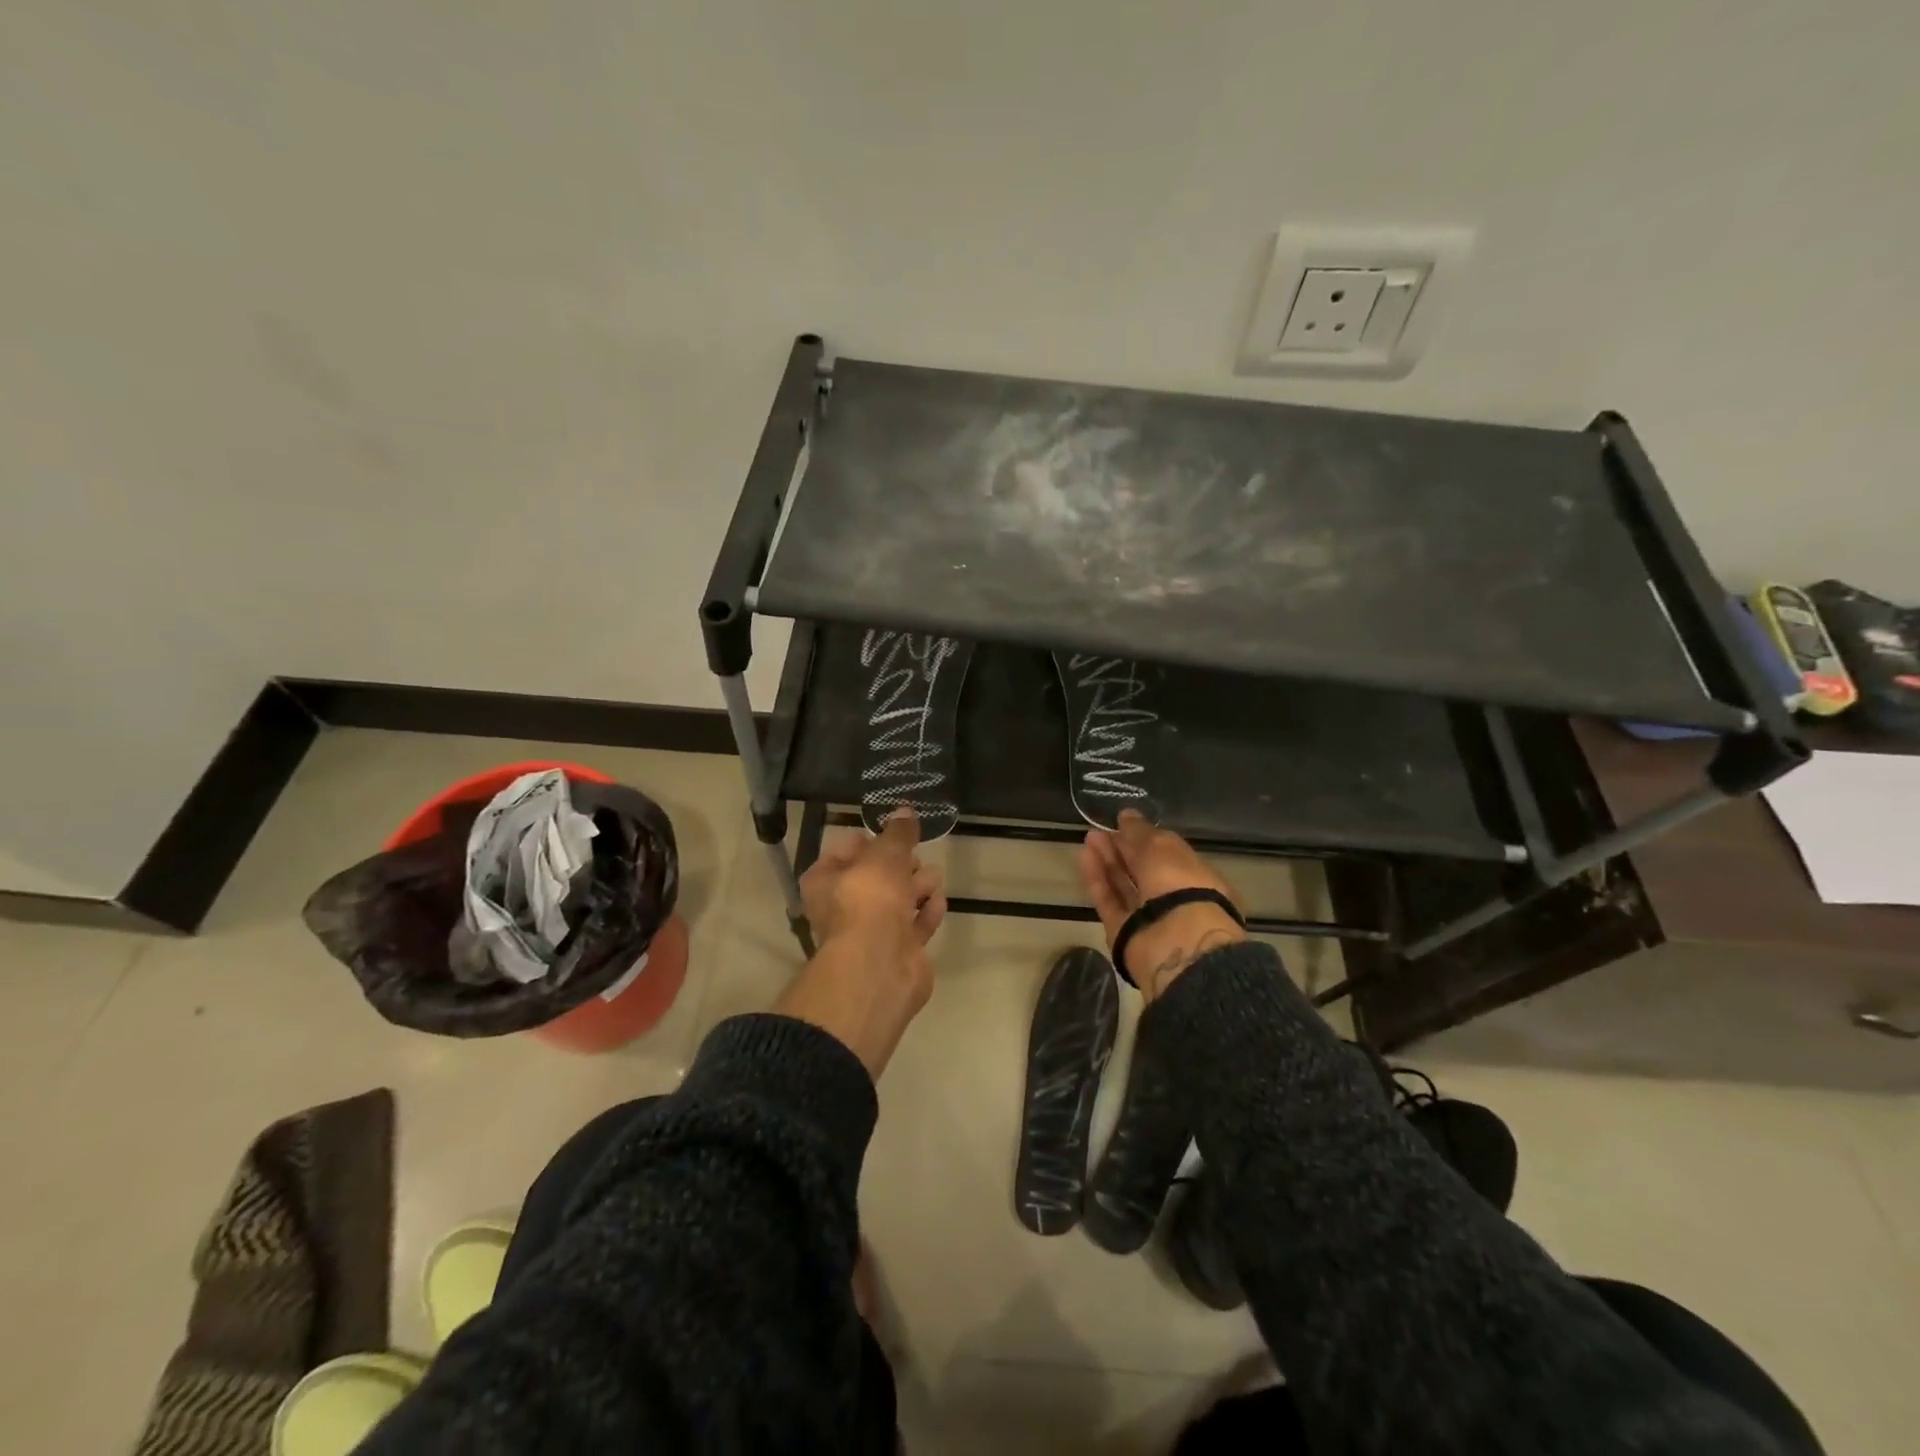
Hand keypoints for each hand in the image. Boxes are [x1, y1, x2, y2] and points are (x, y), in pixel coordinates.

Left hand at [800, 811, 944, 957]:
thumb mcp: (885, 854)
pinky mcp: (897, 953)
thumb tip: (905, 811)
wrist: (880, 965)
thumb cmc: (870, 899)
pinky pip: (914, 927)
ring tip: (935, 875)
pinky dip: (927, 913)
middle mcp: (842, 909)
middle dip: (899, 865)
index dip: (866, 841)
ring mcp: (870, 934)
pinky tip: (939, 901)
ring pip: (896, 903)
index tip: (892, 833)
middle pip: (874, 879)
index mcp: (824, 882)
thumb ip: (898, 833)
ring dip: (917, 887)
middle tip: (917, 855)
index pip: (842, 853)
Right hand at [1078, 810, 1245, 999]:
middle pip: (1142, 870)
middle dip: (1122, 848)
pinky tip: (1084, 857)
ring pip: (1124, 885)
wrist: (1175, 941)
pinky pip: (1109, 901)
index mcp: (1194, 876)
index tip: (1122, 823)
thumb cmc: (1179, 883)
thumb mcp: (1161, 846)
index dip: (1144, 837)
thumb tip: (1126, 816)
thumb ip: (1140, 831)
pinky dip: (1097, 880)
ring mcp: (1147, 917)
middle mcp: (1172, 898)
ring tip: (1089, 838)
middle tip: (1100, 829)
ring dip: (1107, 861)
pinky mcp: (1124, 932)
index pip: (1167, 853)